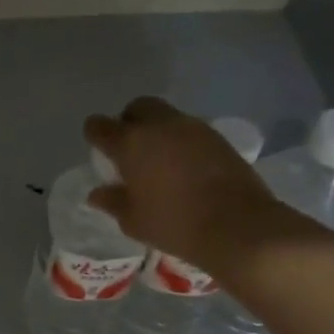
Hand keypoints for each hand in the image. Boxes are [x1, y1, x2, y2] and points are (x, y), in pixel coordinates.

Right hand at [85, 97, 281, 264]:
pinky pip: (189, 130)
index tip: (98, 149)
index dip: (95, 134)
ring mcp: (192, 128)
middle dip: (129, 121)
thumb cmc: (174, 224)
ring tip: (159, 159)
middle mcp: (159, 126)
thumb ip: (112, 201)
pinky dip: (181, 141)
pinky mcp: (217, 137)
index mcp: (130, 144)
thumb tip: (97, 193)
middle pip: (136, 107)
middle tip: (130, 148)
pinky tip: (185, 166)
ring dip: (157, 130)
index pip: (99, 125)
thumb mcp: (133, 220)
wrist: (238, 226)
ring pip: (166, 116)